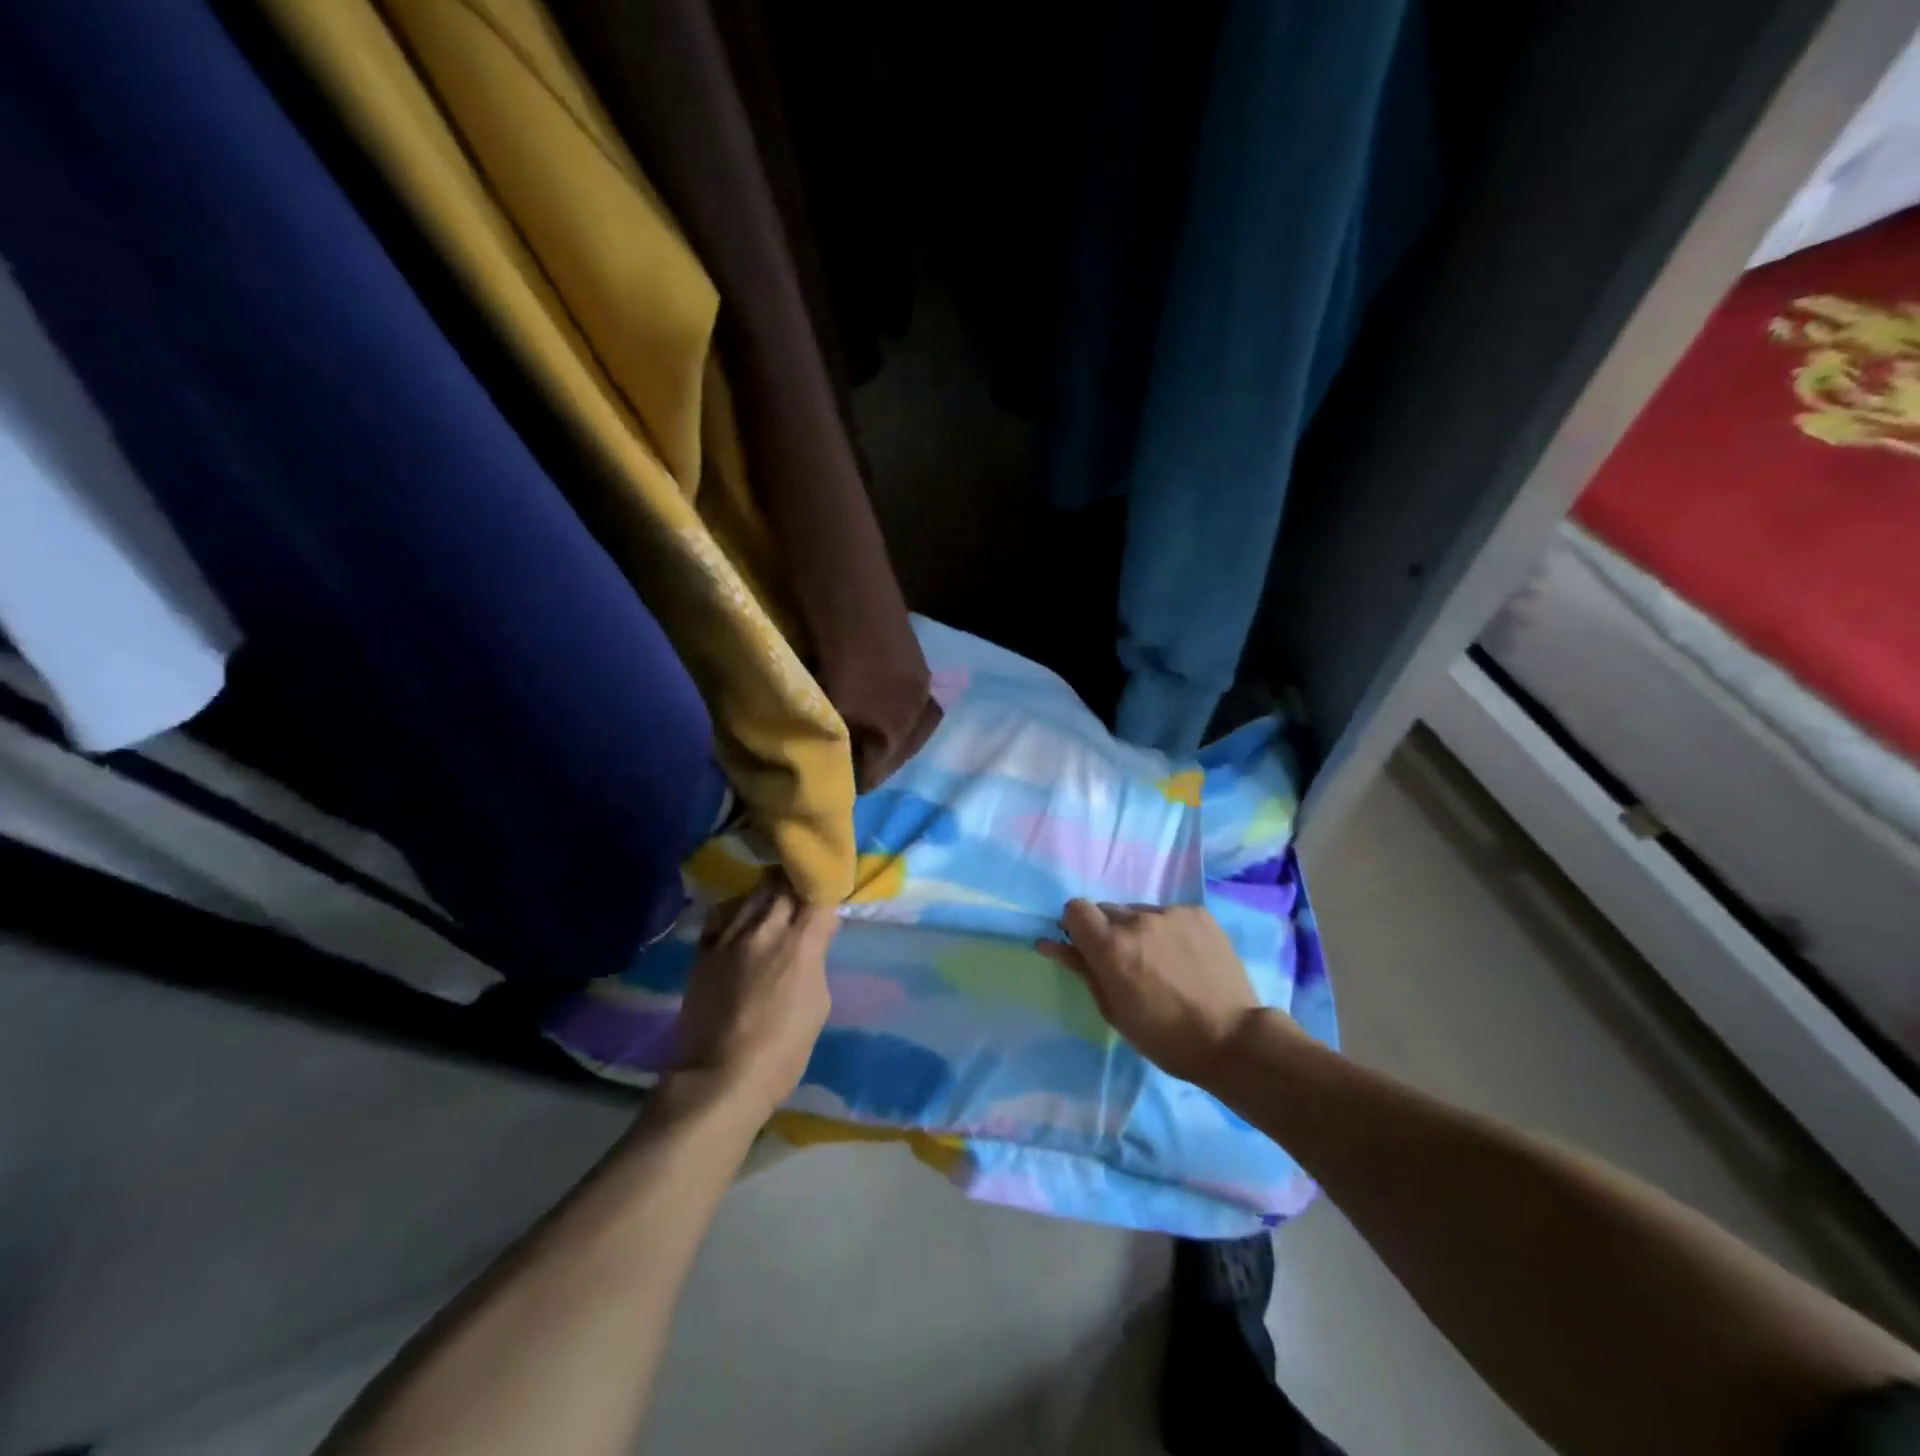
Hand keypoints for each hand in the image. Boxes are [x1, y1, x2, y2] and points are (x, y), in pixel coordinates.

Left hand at [671, 875, 836, 1118]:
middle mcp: (764, 930)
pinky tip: (742, 918)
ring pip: (752, 894)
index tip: (828, 889)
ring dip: (767, 893)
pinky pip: (723, 915)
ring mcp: (729, 937)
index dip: (825, 887)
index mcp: (800, 943)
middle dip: (795, 883)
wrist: (719, 1078)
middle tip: (801, 887)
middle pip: (783, 885)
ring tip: (773, 897)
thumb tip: (815, 935)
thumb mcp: (818, 1004)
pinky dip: (737, 910)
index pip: (818, 894)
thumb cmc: (783, 1051)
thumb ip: (817, 959)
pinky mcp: (702, 950)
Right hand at [1037, 901, 1264, 1084]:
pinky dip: (1169, 930)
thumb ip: (1081, 968)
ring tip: (1163, 963)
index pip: (1075, 908)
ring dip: (1140, 931)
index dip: (1077, 926)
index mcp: (1111, 946)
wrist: (1232, 1039)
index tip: (1087, 947)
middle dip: (1109, 932)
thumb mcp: (1113, 1009)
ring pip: (1139, 912)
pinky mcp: (1198, 913)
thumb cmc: (1163, 1036)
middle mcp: (1137, 920)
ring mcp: (1170, 913)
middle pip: (1108, 911)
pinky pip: (1169, 914)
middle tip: (1128, 963)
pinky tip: (1186, 958)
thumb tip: (1048, 942)